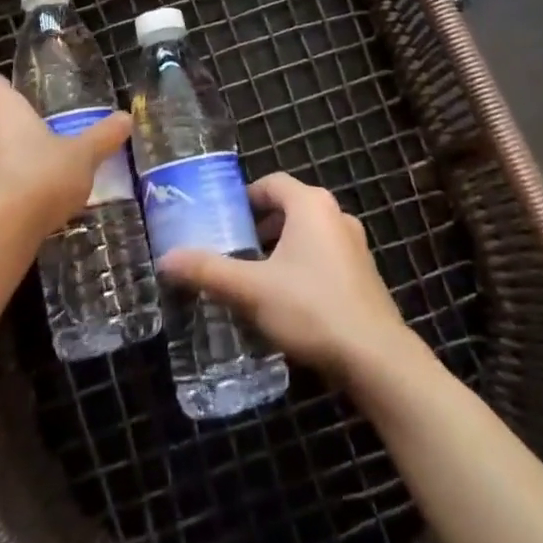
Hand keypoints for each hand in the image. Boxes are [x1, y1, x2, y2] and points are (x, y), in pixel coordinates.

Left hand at [0, 74, 132, 233]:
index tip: (16, 96)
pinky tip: (15, 213)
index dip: (2, 88)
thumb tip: (126, 118)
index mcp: (3, 110)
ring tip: (26, 184)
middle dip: (4, 134)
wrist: (1, 229)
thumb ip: (102, 137)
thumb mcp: (83, 155)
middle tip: (33, 146)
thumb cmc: (42, 175)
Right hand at [157, 173, 417, 380]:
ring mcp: (355, 246)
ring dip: (282, 249)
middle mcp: (336, 216)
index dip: (245, 197)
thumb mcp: (251, 290)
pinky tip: (287, 302)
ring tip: (255, 277)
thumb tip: (165, 260)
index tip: (223, 219)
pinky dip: (303, 268)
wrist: (376, 358)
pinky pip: (325, 258)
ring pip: (309, 235)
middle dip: (260, 226)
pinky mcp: (365, 276)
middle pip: (290, 208)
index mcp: (311, 205)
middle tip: (233, 249)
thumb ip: (208, 271)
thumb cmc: (311, 308)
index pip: (272, 183)